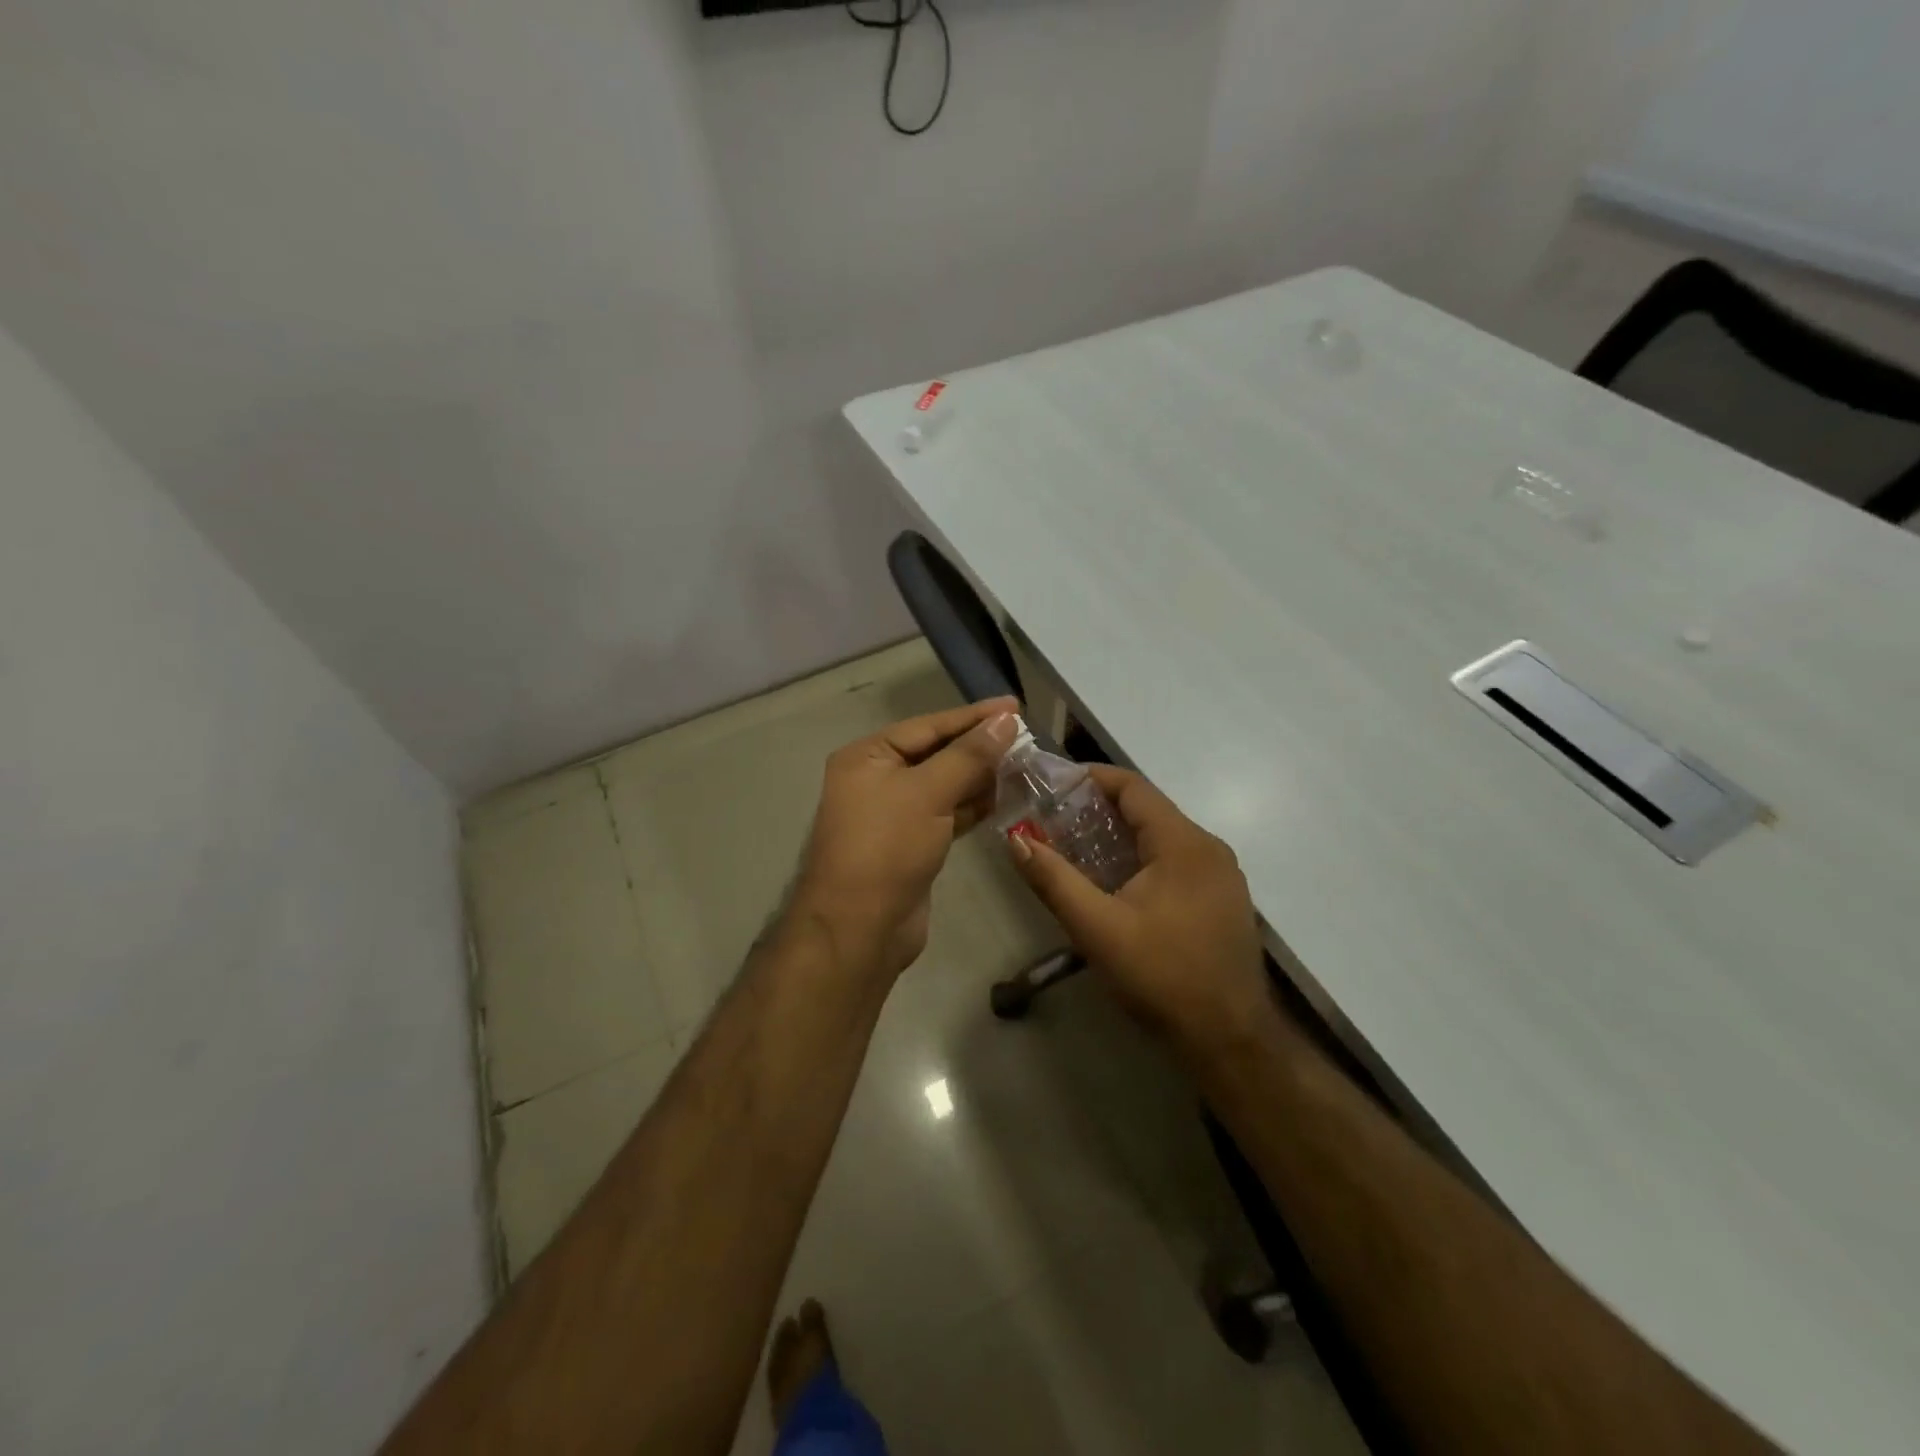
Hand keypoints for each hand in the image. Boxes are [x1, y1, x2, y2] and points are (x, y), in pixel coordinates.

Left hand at [791, 697, 1019, 978]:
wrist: (860, 928)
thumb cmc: (887, 848)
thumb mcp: (928, 793)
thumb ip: (969, 755)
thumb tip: (1006, 720)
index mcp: (868, 756)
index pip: (928, 725)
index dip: (973, 716)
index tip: (1015, 707)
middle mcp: (877, 779)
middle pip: (936, 753)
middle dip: (979, 747)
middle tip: (1026, 737)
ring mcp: (894, 814)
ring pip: (944, 784)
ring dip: (980, 776)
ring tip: (1024, 764)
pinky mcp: (911, 843)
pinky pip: (947, 813)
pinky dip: (973, 805)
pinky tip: (1004, 797)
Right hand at [1005, 765, 1271, 1051]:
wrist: (1229, 1039)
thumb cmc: (1161, 976)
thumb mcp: (1097, 928)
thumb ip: (1054, 879)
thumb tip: (1015, 838)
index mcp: (1184, 844)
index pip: (1133, 787)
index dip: (1091, 778)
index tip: (1051, 785)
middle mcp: (1209, 848)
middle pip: (1148, 809)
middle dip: (1099, 808)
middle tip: (1053, 818)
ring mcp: (1221, 875)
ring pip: (1162, 837)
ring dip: (1119, 835)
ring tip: (1075, 846)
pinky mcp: (1222, 899)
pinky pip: (1176, 861)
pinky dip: (1141, 858)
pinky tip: (1114, 882)